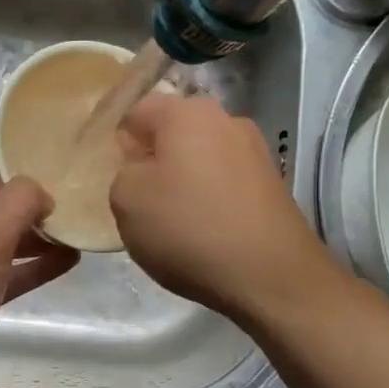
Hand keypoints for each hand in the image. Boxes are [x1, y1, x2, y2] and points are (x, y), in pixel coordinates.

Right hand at [111, 94, 332, 324]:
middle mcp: (227, 120)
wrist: (271, 275)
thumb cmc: (189, 228)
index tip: (115, 179)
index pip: (137, 112)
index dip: (120, 144)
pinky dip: (212, 201)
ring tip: (176, 224)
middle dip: (155, 162)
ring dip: (185, 183)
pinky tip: (207, 234)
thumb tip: (142, 168)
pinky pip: (226, 183)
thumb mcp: (126, 200)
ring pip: (202, 159)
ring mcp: (256, 151)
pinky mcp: (273, 184)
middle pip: (174, 134)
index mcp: (187, 112)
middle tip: (142, 204)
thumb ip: (123, 172)